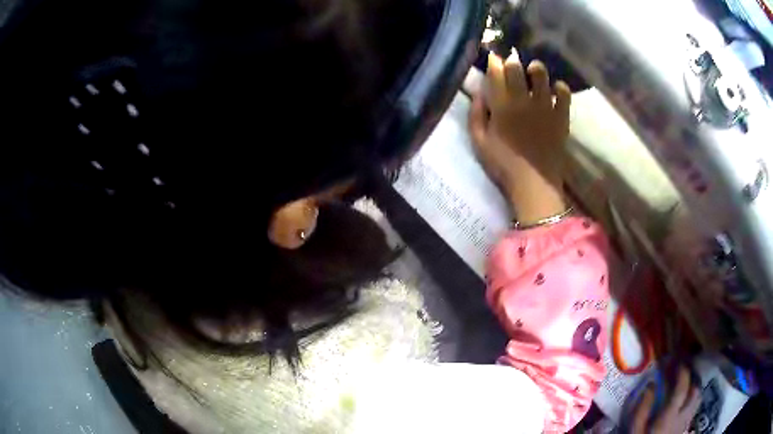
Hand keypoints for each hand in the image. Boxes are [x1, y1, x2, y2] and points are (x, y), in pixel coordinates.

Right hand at [468, 51, 570, 224]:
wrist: (534, 184)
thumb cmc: (503, 164)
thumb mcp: (479, 142)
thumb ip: (475, 114)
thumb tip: (479, 92)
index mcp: (501, 105)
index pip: (495, 72)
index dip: (494, 61)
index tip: (493, 59)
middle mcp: (522, 99)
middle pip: (517, 67)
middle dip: (512, 61)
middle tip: (512, 65)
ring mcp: (544, 106)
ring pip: (541, 73)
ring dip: (535, 69)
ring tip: (534, 74)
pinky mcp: (561, 115)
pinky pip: (563, 92)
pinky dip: (559, 87)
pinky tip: (554, 91)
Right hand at [632, 367, 701, 433]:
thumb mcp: (634, 431)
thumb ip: (642, 409)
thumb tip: (651, 384)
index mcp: (670, 415)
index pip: (682, 387)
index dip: (682, 371)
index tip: (678, 360)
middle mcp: (683, 416)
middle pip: (695, 391)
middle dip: (691, 378)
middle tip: (682, 373)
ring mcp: (685, 423)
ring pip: (697, 400)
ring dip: (693, 389)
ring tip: (685, 386)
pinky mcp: (684, 429)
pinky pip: (693, 410)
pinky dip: (691, 401)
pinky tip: (683, 403)